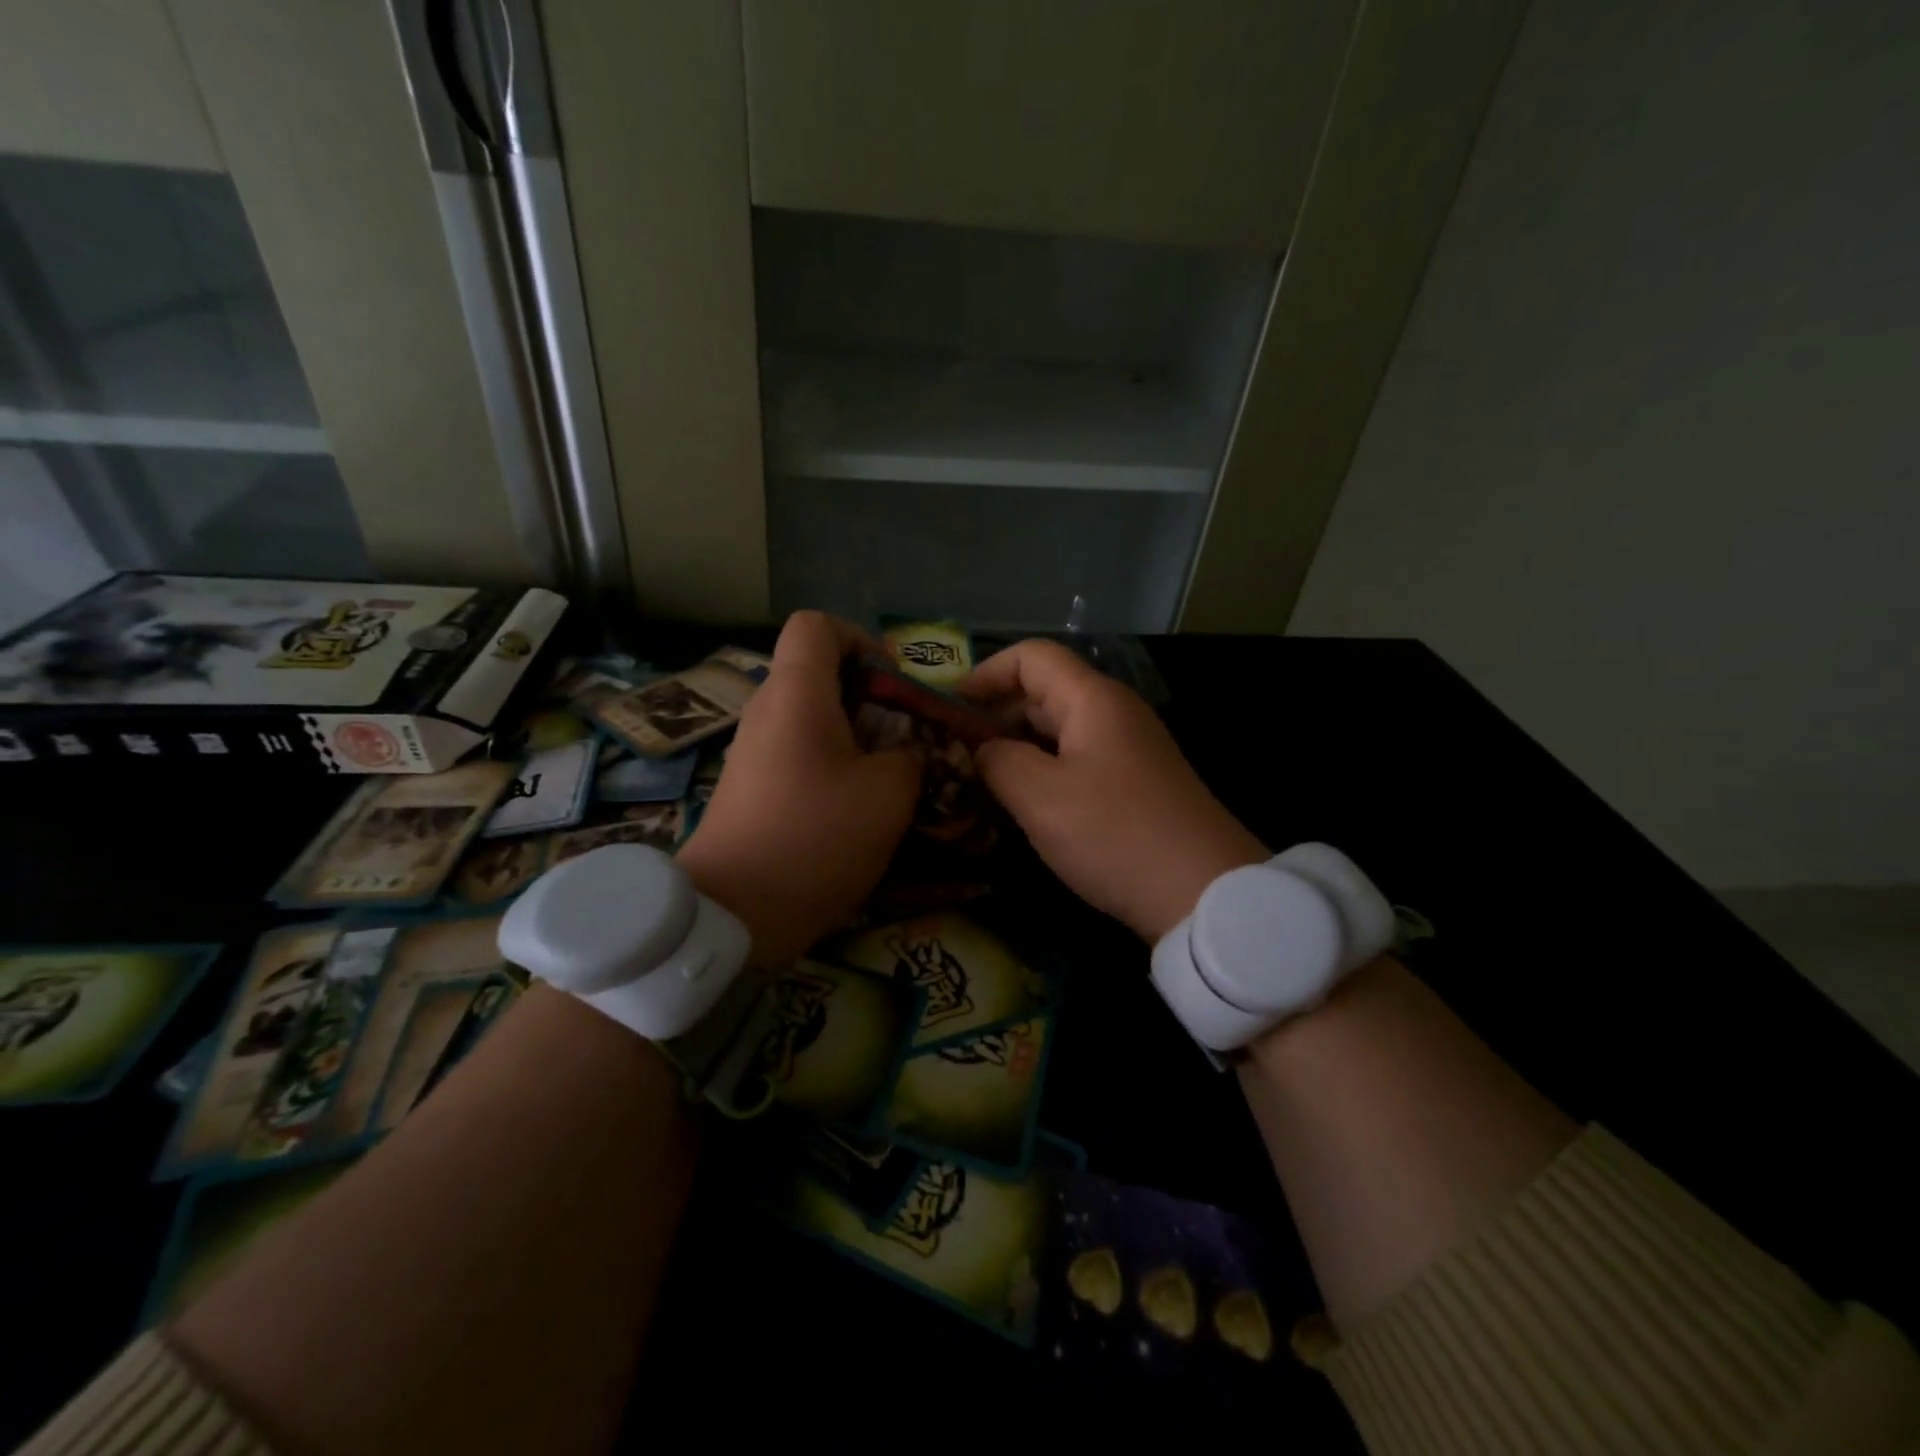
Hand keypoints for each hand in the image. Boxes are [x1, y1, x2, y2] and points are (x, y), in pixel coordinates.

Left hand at [678, 612, 920, 965]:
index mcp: (796, 694)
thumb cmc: (815, 837)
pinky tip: (859, 807)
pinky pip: (799, 755)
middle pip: (819, 674)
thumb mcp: (889, 794)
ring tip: (892, 776)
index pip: (817, 625)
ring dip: (857, 737)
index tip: (892, 685)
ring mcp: (754, 752)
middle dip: (871, 698)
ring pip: (813, 719)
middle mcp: (768, 711)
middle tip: (907, 737)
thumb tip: (909, 751)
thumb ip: (912, 756)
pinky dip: (833, 767)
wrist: (732, 913)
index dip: (861, 640)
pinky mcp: (751, 788)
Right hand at [959, 640, 1266, 941]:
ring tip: (976, 778)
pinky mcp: (1134, 783)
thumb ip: (997, 761)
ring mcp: (1127, 749)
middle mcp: (1113, 713)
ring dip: (1015, 745)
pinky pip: (1076, 759)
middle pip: (1044, 691)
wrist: (1204, 893)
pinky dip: (1042, 769)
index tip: (948, 710)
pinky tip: (1021, 801)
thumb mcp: (1040, 797)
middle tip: (951, 751)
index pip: (1031, 657)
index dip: (985, 674)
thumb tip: (981, 749)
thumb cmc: (1115, 835)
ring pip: (1058, 729)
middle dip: (994, 714)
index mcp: (1092, 700)